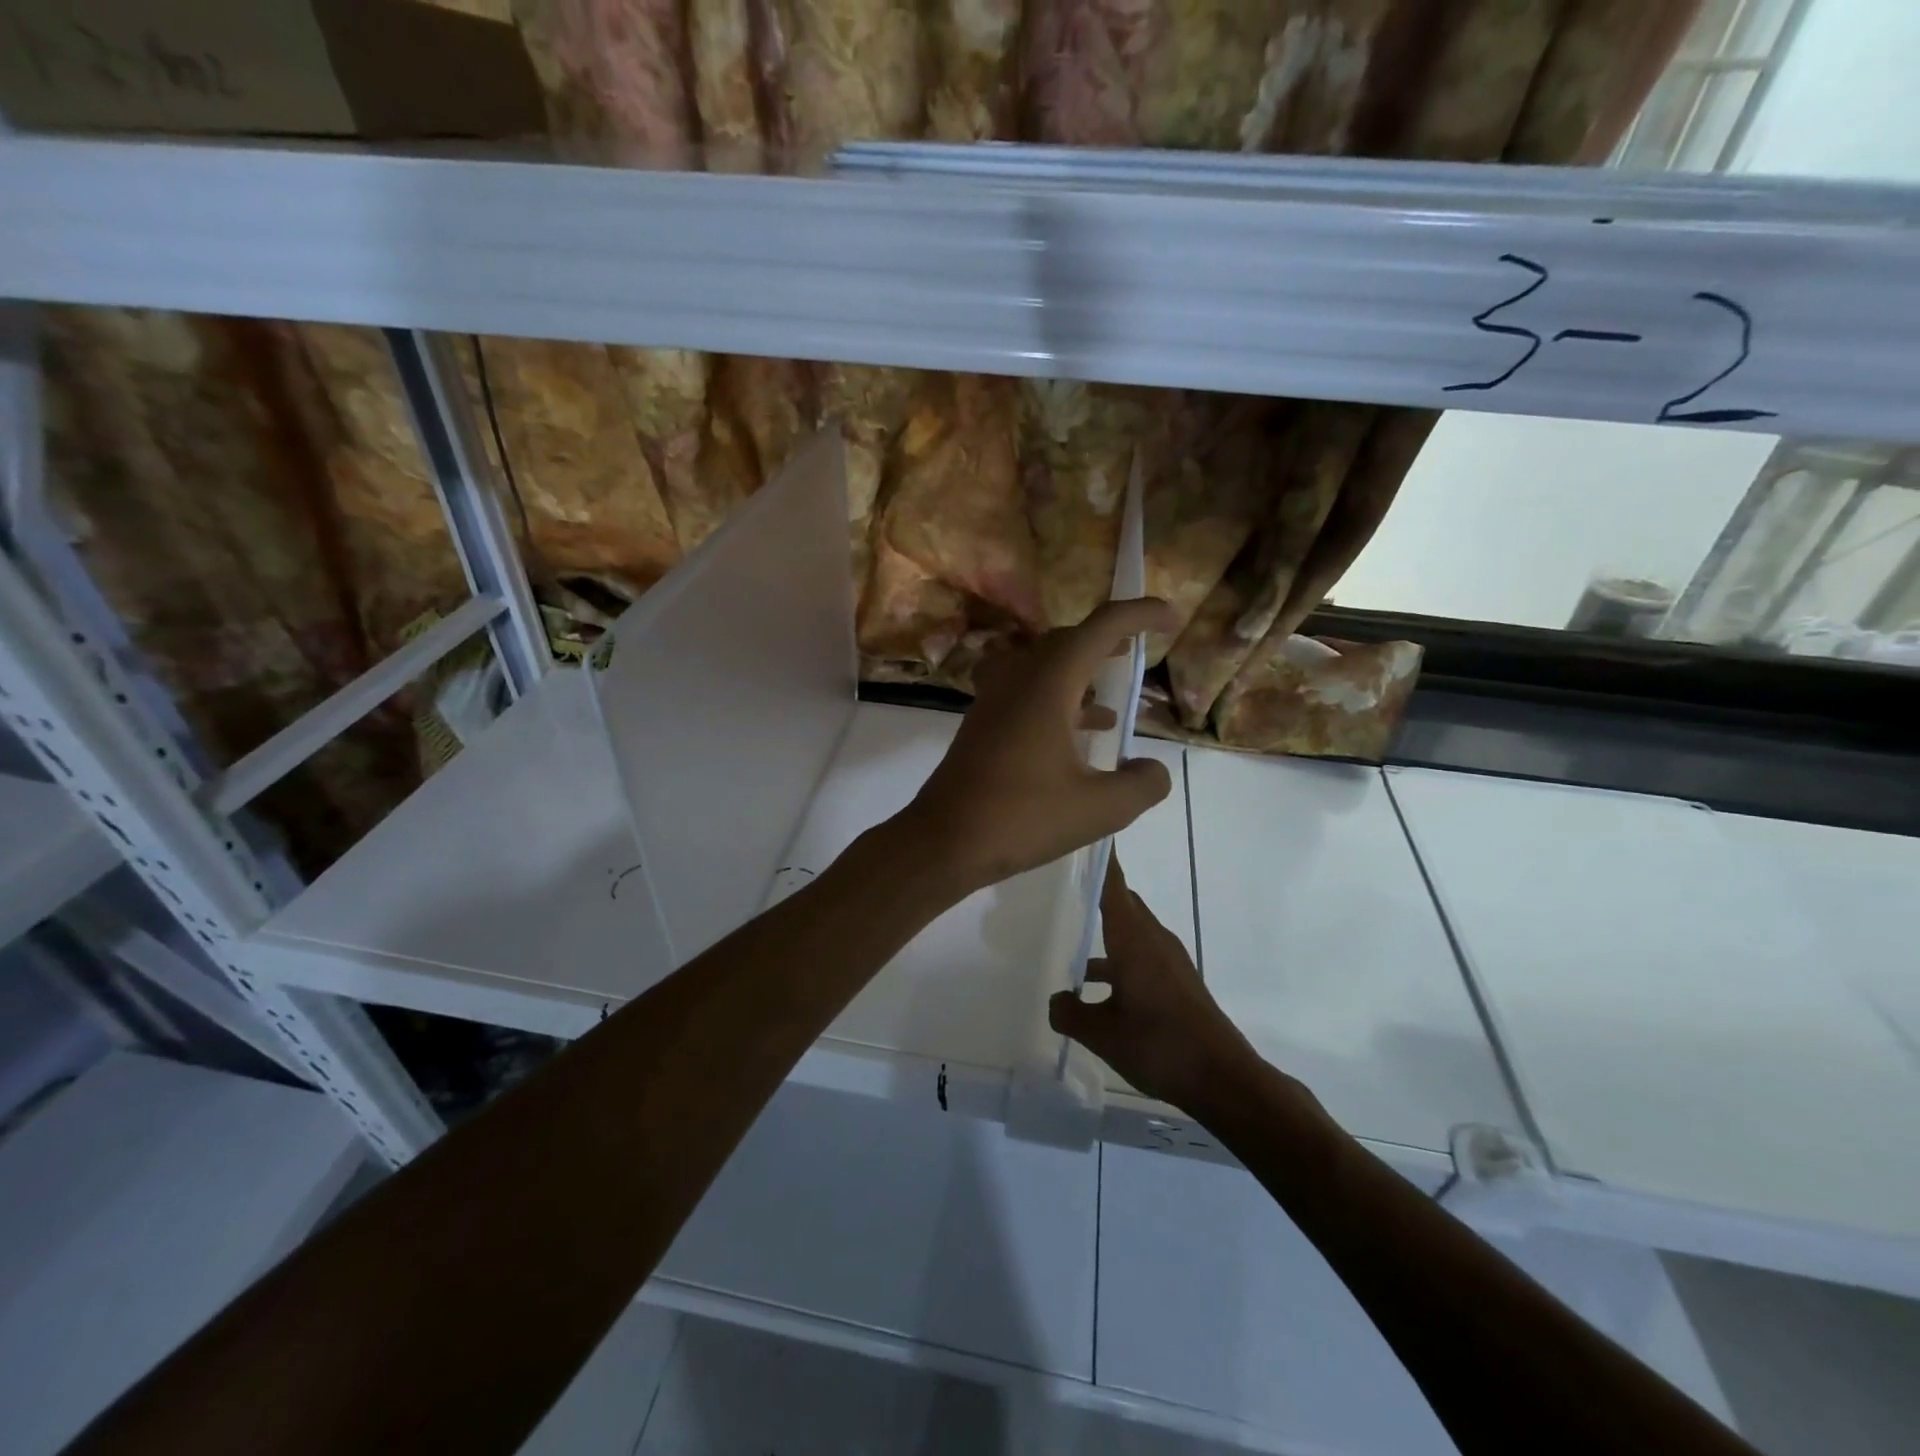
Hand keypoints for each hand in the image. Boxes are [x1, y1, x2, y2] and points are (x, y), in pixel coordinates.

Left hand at [899, 599, 1176, 895]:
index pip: (1099, 628)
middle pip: (1067, 641)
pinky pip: (1024, 693)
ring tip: (1114, 695)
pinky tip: (1078, 736)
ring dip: (1079, 671)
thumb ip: (1141, 784)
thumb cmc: (1021, 818)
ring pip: (1042, 666)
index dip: (1138, 614)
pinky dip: (1056, 700)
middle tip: (1138, 649)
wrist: (944, 841)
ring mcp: (994, 701)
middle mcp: (1017, 679)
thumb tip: (1154, 769)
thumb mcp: (1099, 809)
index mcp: (1047, 684)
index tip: (1170, 618)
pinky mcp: (983, 725)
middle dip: (1106, 640)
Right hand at [1048, 855, 1255, 1111]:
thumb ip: (1070, 1013)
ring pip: (1132, 930)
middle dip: (1098, 890)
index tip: (1085, 837)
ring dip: (1106, 929)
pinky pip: (1140, 953)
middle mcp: (1153, 940)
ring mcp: (1168, 960)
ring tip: (1071, 936)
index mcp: (1134, 941)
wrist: (1223, 1078)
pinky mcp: (1177, 980)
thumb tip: (1055, 999)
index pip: (1113, 888)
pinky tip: (1095, 989)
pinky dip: (1118, 957)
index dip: (1100, 862)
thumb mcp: (1103, 1035)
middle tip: (1064, 882)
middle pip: (1123, 903)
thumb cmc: (1160, 1046)